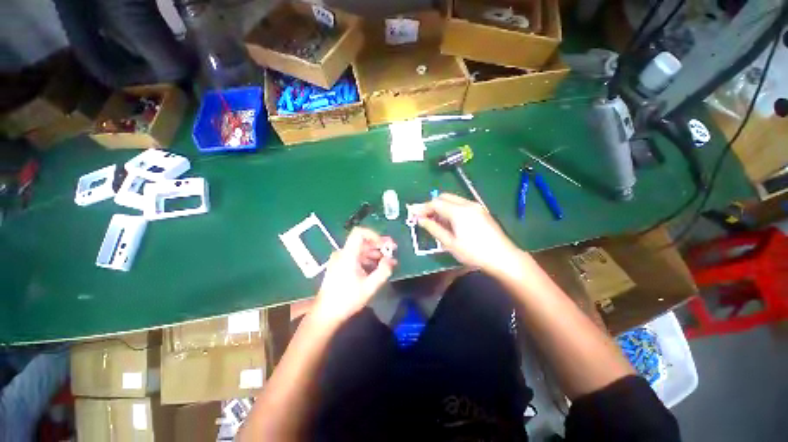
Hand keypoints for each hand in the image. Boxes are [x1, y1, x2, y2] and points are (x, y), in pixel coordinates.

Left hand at [312, 227, 396, 324]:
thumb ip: (383, 271)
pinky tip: (377, 268)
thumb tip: (391, 260)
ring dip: (375, 254)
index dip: (374, 235)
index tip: (385, 244)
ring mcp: (340, 260)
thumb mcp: (369, 287)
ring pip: (360, 250)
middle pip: (362, 242)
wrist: (325, 314)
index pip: (359, 233)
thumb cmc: (347, 300)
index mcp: (348, 255)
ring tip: (388, 262)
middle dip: (379, 245)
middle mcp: (342, 253)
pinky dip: (367, 260)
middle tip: (393, 250)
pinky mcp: (340, 267)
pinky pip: (356, 258)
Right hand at [413, 193, 519, 273]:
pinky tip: (449, 221)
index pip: (435, 203)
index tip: (413, 214)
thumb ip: (434, 228)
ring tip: (435, 221)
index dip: (423, 207)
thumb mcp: (450, 243)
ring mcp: (476, 206)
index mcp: (459, 211)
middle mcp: (467, 204)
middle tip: (424, 217)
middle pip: (444, 197)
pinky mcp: (481, 211)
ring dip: (441, 206)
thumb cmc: (474, 253)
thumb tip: (420, 219)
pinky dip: (451, 209)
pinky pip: (461, 204)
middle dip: (432, 205)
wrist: (503, 257)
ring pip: (453, 200)